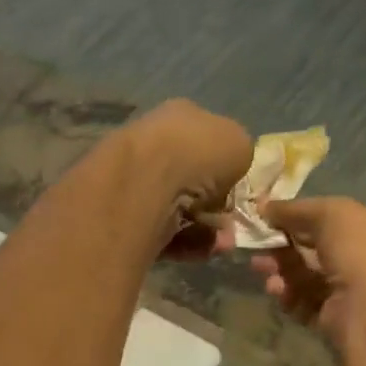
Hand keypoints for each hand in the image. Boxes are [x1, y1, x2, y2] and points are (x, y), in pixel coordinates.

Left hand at [110, 99, 253, 258]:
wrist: (142, 185)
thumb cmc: (196, 153)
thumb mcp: (239, 144)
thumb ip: (238, 159)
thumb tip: (224, 182)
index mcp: (178, 116)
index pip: (206, 141)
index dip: (225, 168)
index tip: (237, 191)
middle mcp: (153, 146)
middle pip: (192, 181)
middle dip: (214, 206)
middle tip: (231, 223)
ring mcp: (136, 183)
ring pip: (180, 211)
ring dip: (206, 229)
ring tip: (221, 242)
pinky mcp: (126, 219)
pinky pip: (164, 234)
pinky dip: (186, 243)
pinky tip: (203, 249)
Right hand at [252, 197, 365, 339]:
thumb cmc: (363, 250)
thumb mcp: (331, 213)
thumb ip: (296, 208)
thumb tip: (263, 205)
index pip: (341, 221)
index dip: (305, 219)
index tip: (273, 220)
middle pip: (319, 251)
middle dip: (286, 248)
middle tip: (259, 247)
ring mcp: (356, 293)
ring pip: (310, 278)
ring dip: (283, 272)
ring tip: (263, 270)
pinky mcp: (338, 319)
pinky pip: (308, 304)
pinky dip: (290, 296)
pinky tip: (278, 291)